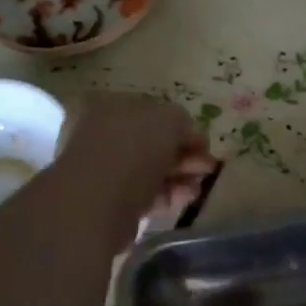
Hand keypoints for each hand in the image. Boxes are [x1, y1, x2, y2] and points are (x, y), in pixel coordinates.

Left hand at [56, 93, 218, 236]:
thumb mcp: (170, 120)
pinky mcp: (108, 201)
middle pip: (151, 141)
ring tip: (202, 183)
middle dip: (182, 152)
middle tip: (207, 165)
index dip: (180, 125)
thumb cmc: (133, 147)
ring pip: (149, 168)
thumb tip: (190, 136)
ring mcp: (102, 168)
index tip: (202, 142)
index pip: (150, 110)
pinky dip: (168, 193)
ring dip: (179, 174)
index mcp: (107, 104)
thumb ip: (183, 123)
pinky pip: (144, 192)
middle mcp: (100, 132)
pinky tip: (188, 197)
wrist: (98, 201)